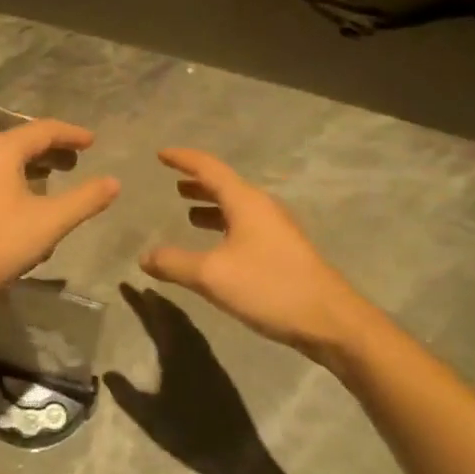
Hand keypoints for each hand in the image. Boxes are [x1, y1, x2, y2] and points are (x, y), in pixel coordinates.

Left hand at [0, 119, 120, 310]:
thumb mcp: (49, 222)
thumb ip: (84, 199)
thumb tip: (113, 182)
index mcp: (1, 150)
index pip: (44, 130)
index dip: (72, 134)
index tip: (93, 141)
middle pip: (23, 142)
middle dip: (53, 150)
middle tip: (78, 160)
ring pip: (7, 161)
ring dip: (34, 167)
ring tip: (57, 179)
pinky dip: (17, 181)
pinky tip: (27, 203)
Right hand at [107, 287, 270, 473]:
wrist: (235, 453)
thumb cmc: (189, 436)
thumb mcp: (150, 419)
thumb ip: (127, 395)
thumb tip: (106, 373)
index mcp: (176, 355)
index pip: (155, 318)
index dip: (140, 301)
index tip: (125, 284)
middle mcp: (193, 349)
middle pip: (172, 315)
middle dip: (154, 300)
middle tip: (138, 288)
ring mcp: (207, 358)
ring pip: (186, 323)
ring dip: (170, 309)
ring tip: (155, 300)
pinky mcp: (216, 368)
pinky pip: (195, 334)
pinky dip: (182, 323)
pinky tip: (178, 328)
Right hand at [140, 149, 372, 364]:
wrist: (330, 320)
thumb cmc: (269, 287)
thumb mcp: (212, 276)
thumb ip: (174, 263)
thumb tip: (144, 256)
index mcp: (246, 202)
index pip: (209, 168)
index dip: (183, 159)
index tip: (161, 154)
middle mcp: (262, 207)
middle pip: (225, 185)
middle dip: (198, 183)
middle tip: (173, 183)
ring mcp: (277, 229)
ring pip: (237, 207)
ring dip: (211, 206)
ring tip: (188, 212)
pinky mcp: (283, 251)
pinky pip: (246, 226)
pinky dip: (224, 226)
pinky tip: (217, 247)